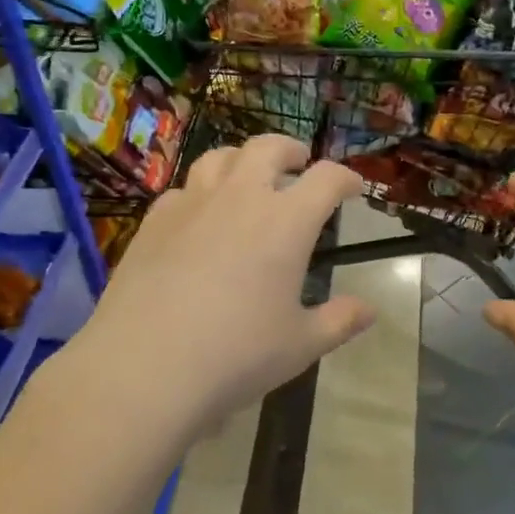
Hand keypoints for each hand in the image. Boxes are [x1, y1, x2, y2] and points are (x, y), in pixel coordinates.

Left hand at [69, 136, 373, 437]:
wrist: (145, 365)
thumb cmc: (237, 355)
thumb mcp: (300, 345)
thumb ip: (339, 321)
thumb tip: (369, 311)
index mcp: (286, 222)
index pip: (326, 179)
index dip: (345, 178)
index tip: (352, 188)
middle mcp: (240, 198)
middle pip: (269, 148)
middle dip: (291, 150)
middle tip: (299, 164)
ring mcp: (192, 204)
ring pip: (220, 157)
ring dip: (242, 160)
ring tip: (248, 178)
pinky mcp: (154, 221)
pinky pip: (183, 190)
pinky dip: (201, 192)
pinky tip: (199, 217)